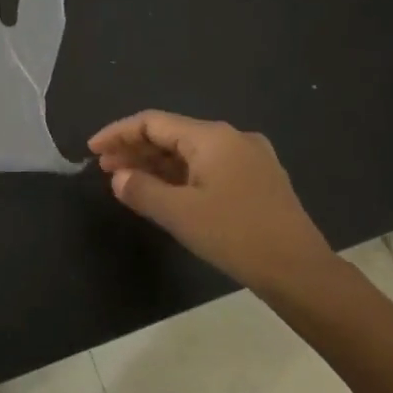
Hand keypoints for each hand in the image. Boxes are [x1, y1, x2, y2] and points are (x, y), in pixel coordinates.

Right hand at [88, 110, 336, 293]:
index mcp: (212, 137)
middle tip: (105, 169)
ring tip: (127, 181)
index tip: (92, 150)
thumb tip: (119, 178)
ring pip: (190, 153)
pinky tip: (164, 192)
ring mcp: (249, 159)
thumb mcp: (180, 214)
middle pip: (172, 135)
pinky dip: (180, 176)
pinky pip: (207, 168)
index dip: (118, 133)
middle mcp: (231, 138)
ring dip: (156, 165)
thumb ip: (142, 191)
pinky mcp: (258, 180)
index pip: (153, 122)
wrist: (300, 270)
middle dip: (136, 149)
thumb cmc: (235, 235)